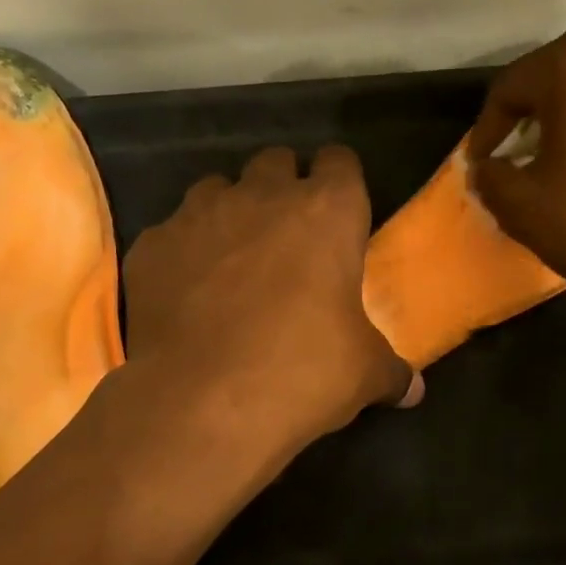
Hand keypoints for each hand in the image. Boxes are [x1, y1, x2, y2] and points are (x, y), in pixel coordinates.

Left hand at [124, 145, 417, 454]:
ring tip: (233, 258)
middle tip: (289, 235)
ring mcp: (199, 214)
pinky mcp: (152, 245)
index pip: (340, 161)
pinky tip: (187, 292)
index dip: (341, 182)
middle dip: (284, 188)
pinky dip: (184, 252)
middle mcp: (262, 196)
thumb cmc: (303, 372)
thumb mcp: (364, 374)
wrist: (202, 403)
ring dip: (231, 212)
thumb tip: (413, 391)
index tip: (341, 212)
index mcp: (327, 211)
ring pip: (218, 188)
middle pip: (276, 162)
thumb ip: (391, 371)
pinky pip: (172, 233)